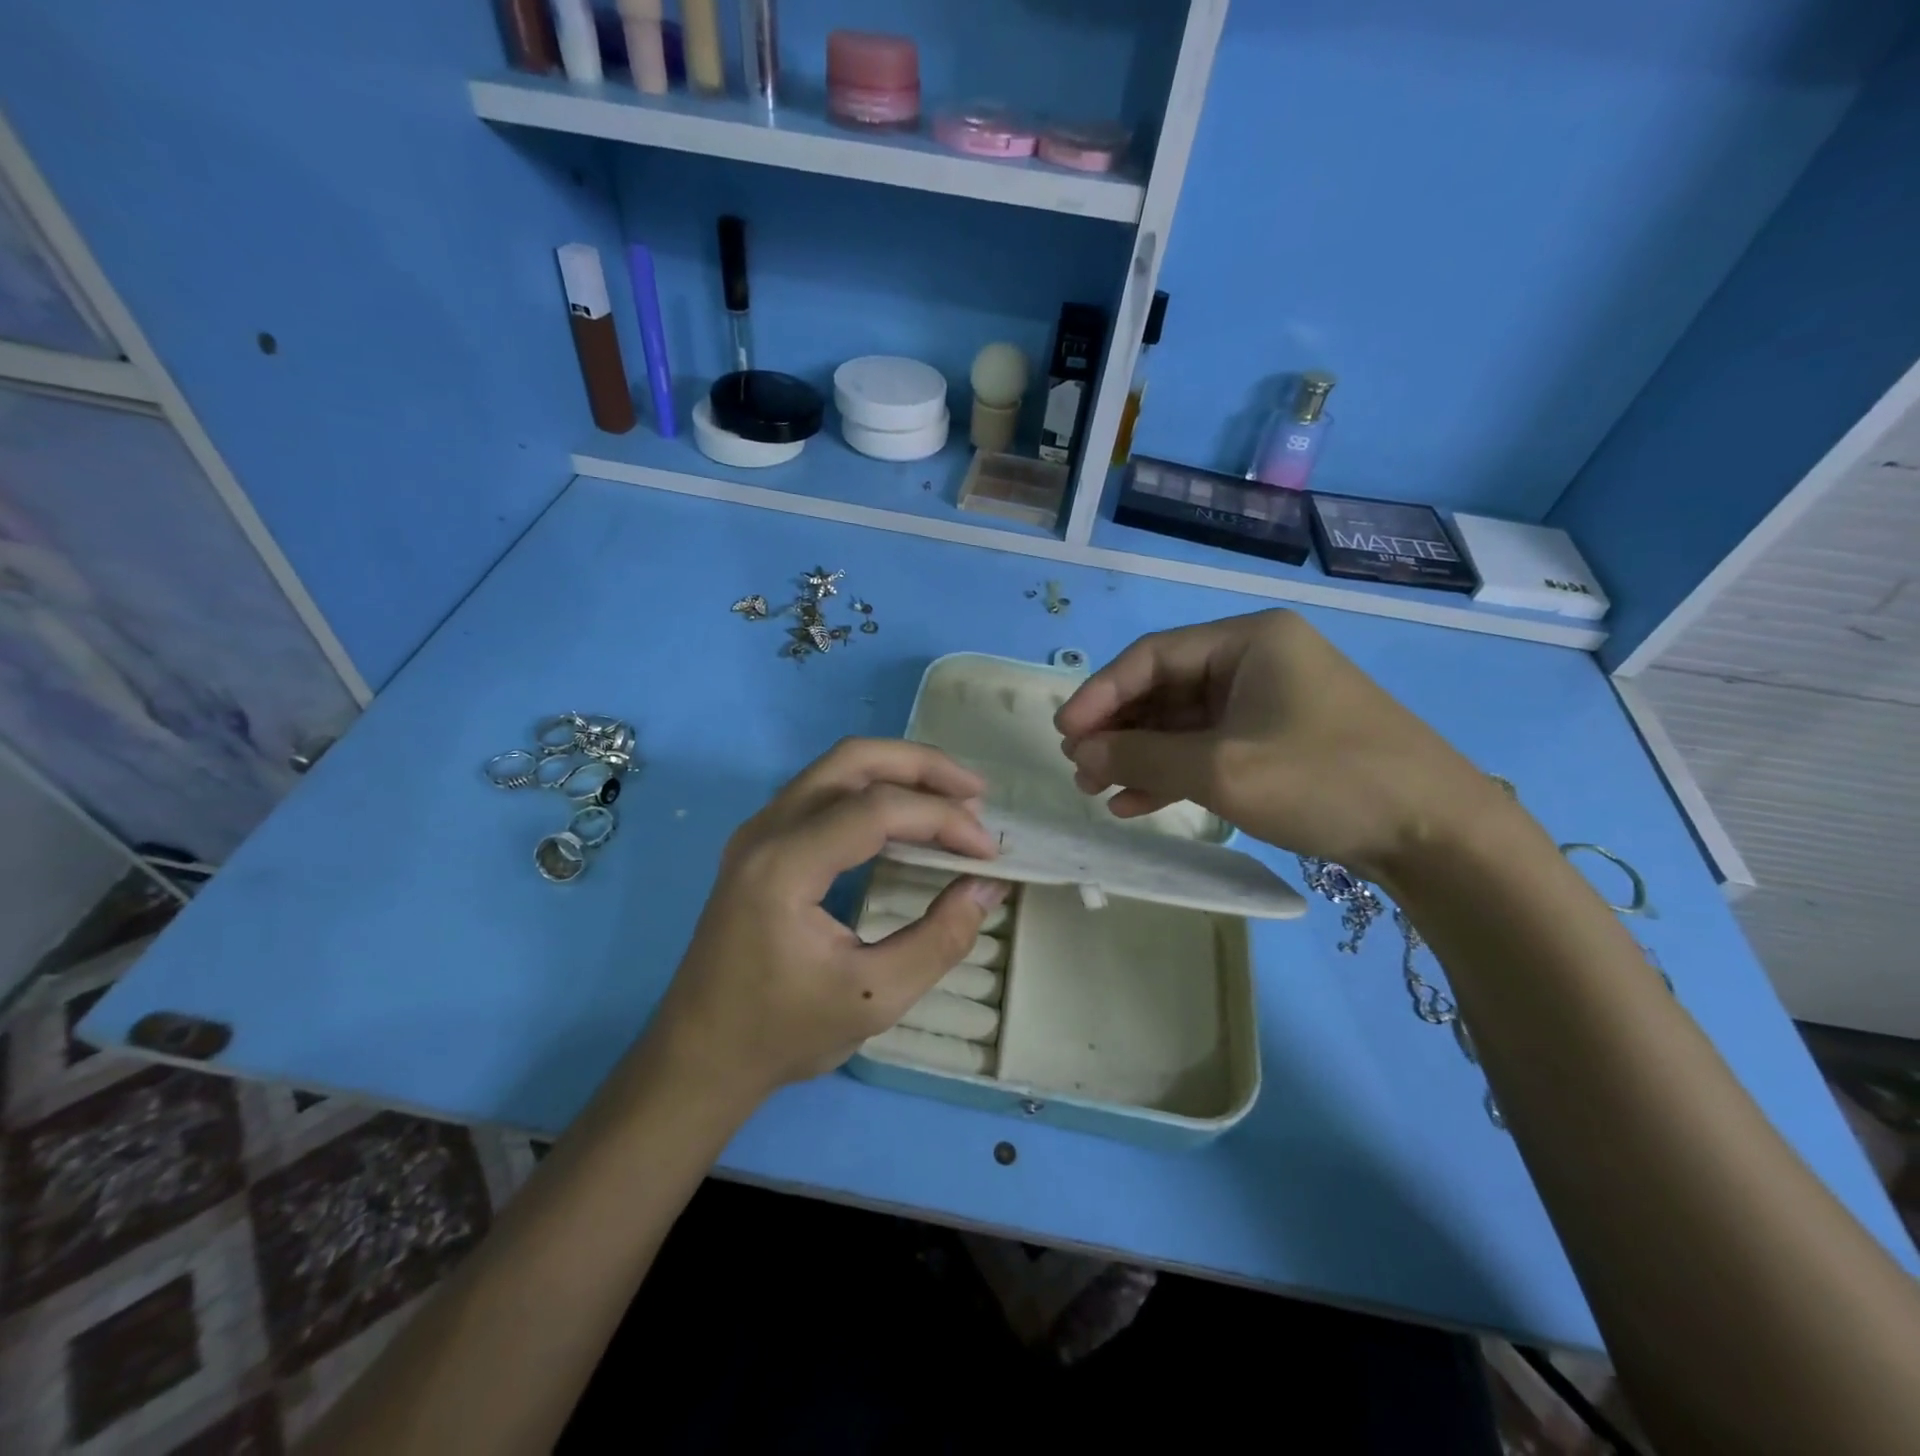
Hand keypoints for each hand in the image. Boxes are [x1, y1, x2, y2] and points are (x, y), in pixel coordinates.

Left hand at [640, 738, 1008, 1107]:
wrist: (699, 1057)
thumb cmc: (782, 1033)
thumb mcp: (874, 998)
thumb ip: (940, 939)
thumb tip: (986, 887)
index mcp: (784, 866)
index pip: (876, 810)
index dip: (942, 819)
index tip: (988, 852)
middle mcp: (766, 830)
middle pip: (852, 760)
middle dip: (923, 767)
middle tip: (977, 793)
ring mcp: (758, 831)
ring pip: (837, 767)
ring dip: (899, 773)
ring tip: (953, 799)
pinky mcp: (761, 843)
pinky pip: (824, 791)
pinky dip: (874, 791)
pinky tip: (906, 818)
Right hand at [1054, 610, 1504, 878]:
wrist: (1435, 833)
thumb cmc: (1324, 780)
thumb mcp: (1221, 768)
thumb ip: (1141, 754)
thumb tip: (1081, 750)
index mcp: (1248, 640)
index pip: (1152, 656)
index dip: (1101, 693)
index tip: (1064, 732)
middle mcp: (1256, 661)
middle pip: (1165, 688)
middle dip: (1118, 730)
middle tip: (1079, 768)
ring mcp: (1268, 703)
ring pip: (1183, 723)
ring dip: (1139, 755)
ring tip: (1098, 789)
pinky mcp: (1277, 742)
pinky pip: (1208, 748)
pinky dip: (1172, 773)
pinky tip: (1135, 803)